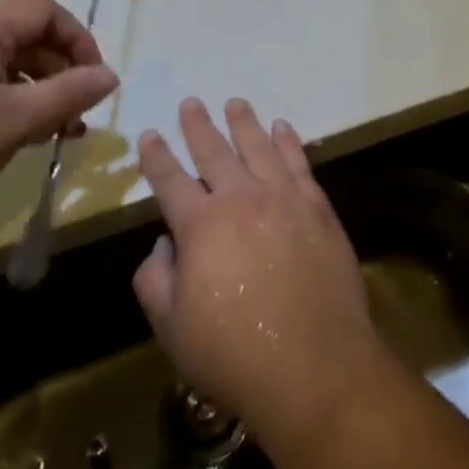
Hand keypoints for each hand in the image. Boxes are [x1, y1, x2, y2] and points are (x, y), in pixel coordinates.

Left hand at [0, 0, 117, 239]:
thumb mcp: (16, 122)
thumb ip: (69, 94)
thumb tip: (109, 76)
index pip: (45, 10)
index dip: (79, 42)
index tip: (93, 84)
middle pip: (17, 32)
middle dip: (54, 70)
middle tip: (72, 116)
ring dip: (24, 86)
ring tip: (41, 131)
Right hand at [132, 98, 386, 456]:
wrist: (315, 365)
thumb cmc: (234, 353)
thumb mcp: (172, 328)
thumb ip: (156, 279)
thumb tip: (164, 244)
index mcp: (200, 225)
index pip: (170, 180)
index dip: (156, 156)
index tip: (149, 134)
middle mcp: (241, 200)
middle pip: (214, 152)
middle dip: (198, 126)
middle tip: (190, 103)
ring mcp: (284, 200)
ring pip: (259, 148)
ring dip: (244, 123)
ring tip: (235, 103)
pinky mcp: (318, 209)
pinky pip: (299, 163)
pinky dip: (289, 142)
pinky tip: (282, 128)